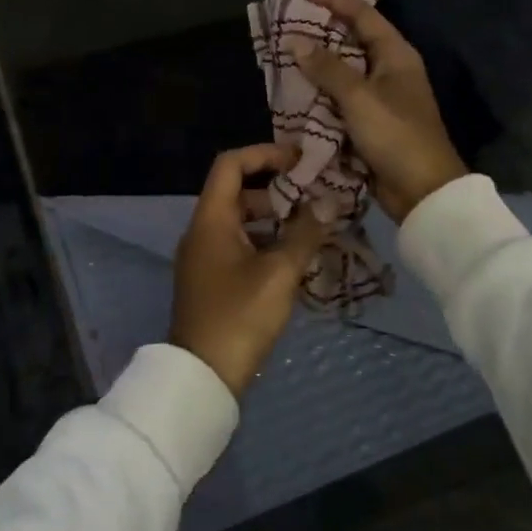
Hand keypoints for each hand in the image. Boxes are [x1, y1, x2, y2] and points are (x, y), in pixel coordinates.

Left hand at [171, 145, 329, 395]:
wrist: (203, 376)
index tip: (298, 160)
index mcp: (210, 219)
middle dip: (276, 188)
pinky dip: (265, 241)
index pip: (230, 164)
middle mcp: (202, 230)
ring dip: (274, 217)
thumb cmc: (240, 316)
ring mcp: (204, 256)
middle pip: (237, 191)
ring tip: (312, 223)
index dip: (263, 154)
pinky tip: (295, 255)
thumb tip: (329, 202)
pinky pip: (239, 244)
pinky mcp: (211, 279)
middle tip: (314, 194)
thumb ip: (305, 233)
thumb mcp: (279, 273)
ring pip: (241, 221)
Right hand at [296, 0, 468, 221]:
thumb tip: (295, 41)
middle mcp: (389, 68)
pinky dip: (320, 88)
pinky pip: (340, 94)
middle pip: (351, 37)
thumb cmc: (396, 136)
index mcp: (395, 54)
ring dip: (316, 60)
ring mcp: (380, 95)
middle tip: (288, 15)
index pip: (361, 14)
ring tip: (284, 47)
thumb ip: (327, 68)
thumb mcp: (359, 98)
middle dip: (320, 27)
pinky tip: (295, 86)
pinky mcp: (370, 119)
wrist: (423, 191)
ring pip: (343, 67)